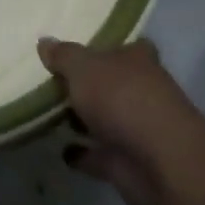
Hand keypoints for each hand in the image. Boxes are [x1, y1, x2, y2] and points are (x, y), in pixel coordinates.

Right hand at [37, 37, 204, 204]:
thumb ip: (63, 56)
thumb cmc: (122, 98)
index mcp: (138, 60)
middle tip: (54, 82)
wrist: (159, 162)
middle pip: (113, 83)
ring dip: (84, 119)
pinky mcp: (128, 162)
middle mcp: (141, 91)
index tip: (82, 49)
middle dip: (89, 85)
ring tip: (50, 115)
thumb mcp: (84, 67)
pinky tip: (61, 151)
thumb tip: (44, 41)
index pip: (127, 47)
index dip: (107, 48)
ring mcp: (136, 128)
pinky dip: (83, 153)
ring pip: (105, 119)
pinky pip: (98, 154)